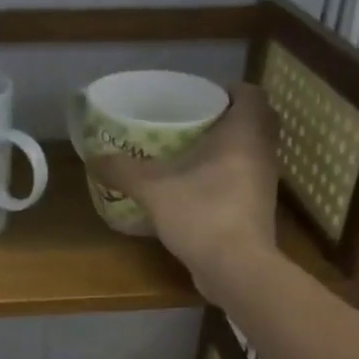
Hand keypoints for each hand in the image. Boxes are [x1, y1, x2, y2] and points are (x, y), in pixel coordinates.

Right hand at [90, 82, 279, 304]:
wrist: (236, 268)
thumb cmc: (202, 213)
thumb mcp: (153, 188)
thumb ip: (123, 170)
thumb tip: (94, 157)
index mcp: (244, 133)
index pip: (251, 93)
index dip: (229, 90)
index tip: (201, 97)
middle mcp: (262, 152)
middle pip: (254, 122)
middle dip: (226, 118)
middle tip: (193, 123)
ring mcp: (264, 184)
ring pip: (250, 153)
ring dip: (227, 149)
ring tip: (190, 154)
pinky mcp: (258, 211)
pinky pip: (244, 181)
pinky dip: (226, 177)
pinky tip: (196, 188)